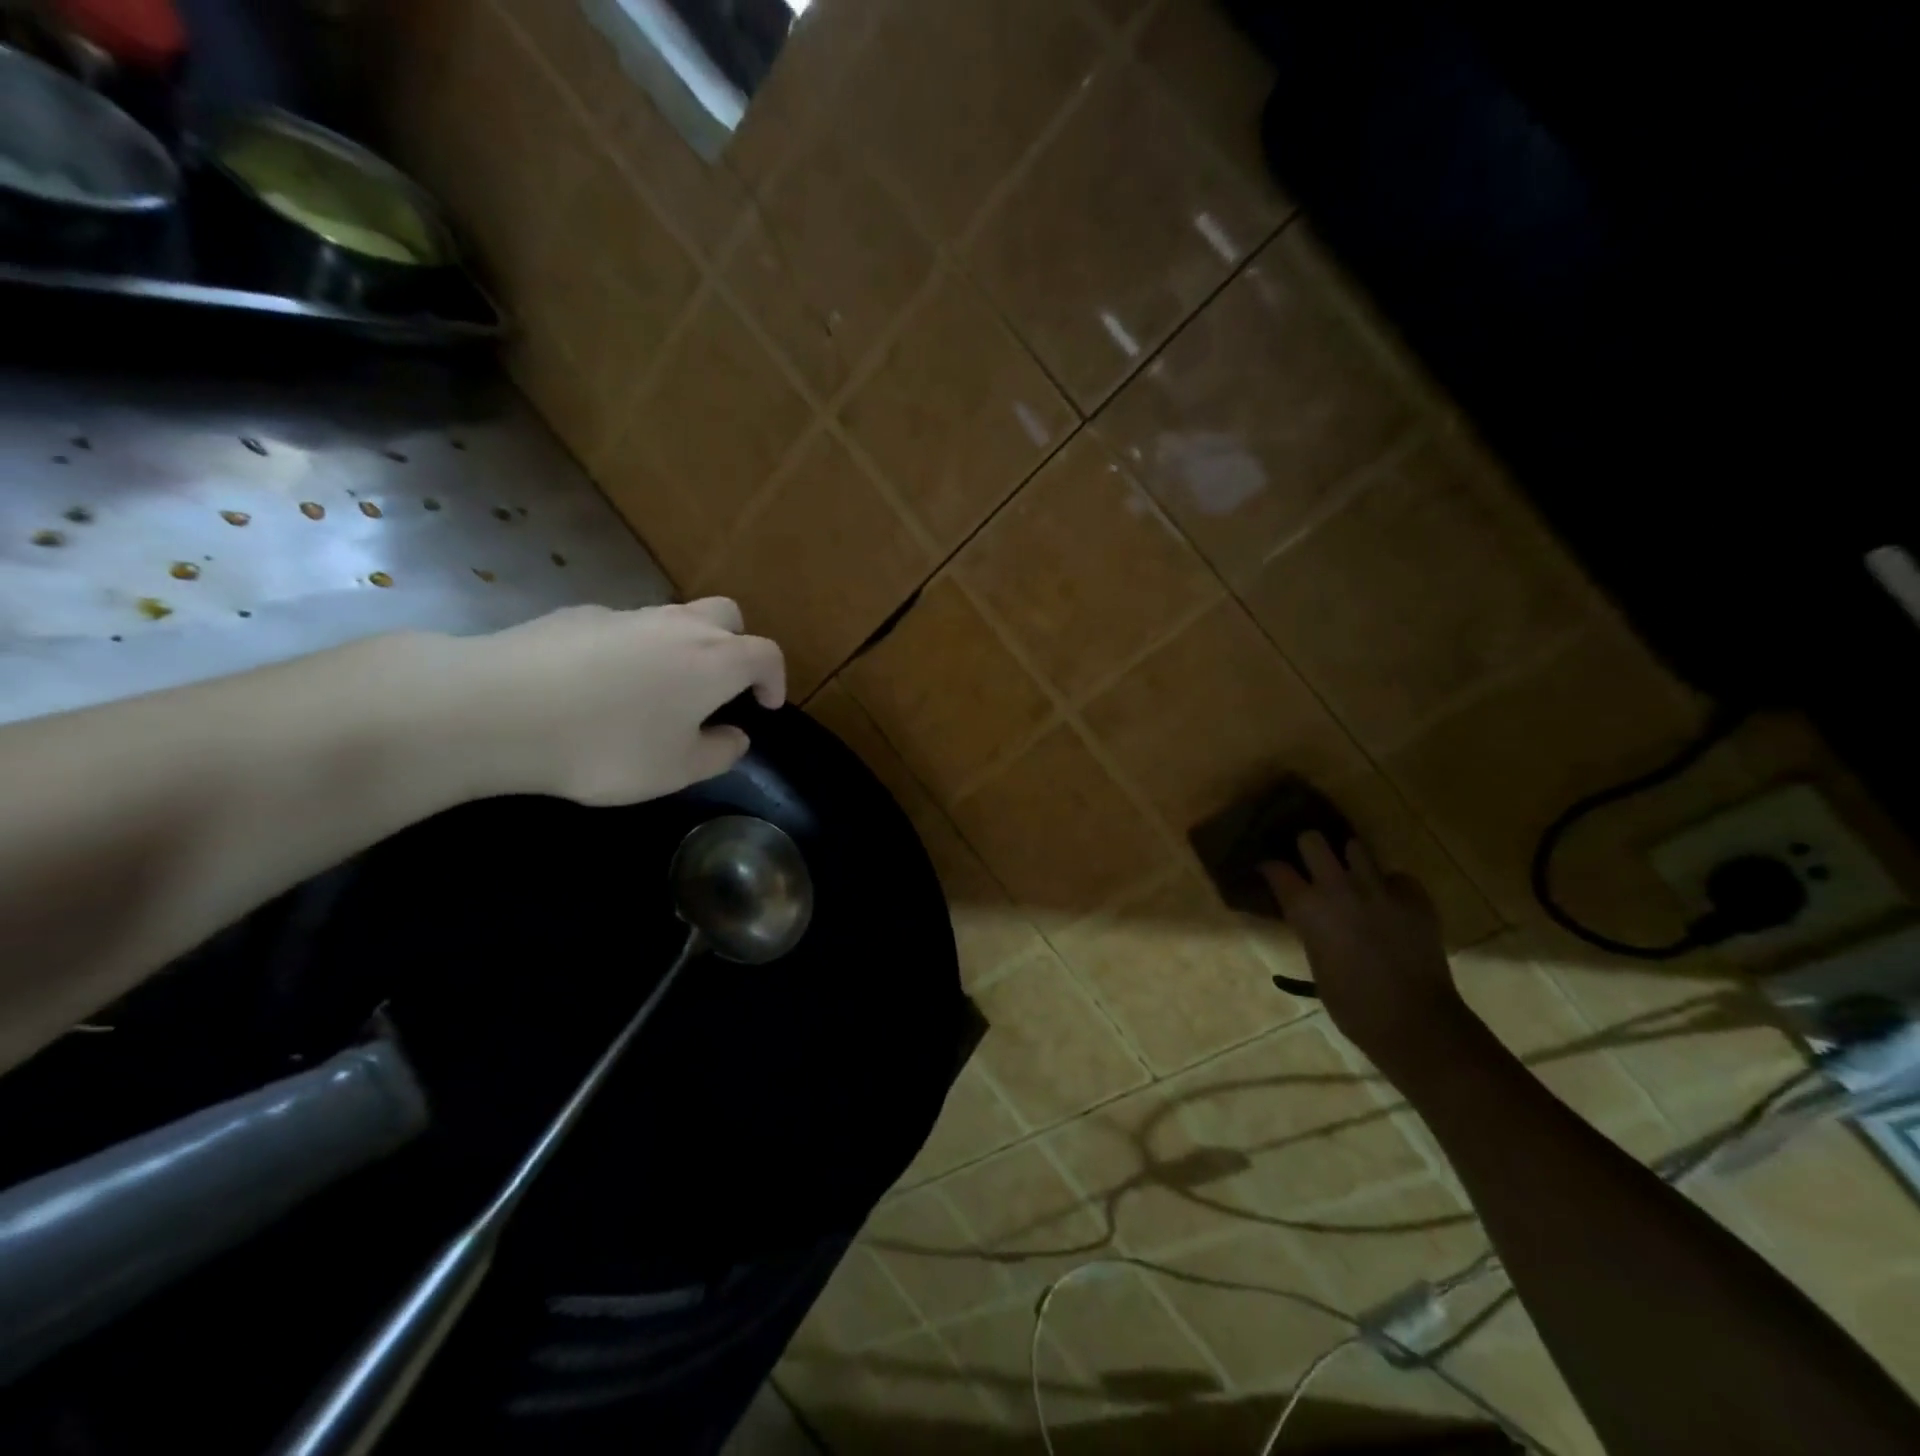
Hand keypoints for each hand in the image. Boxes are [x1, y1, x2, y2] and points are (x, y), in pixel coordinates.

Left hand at [445, 598, 784, 806]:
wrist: (498, 708)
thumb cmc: (607, 746)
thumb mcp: (676, 770)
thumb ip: (718, 753)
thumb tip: (735, 737)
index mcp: (714, 660)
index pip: (766, 653)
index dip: (775, 678)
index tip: (767, 706)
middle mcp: (677, 626)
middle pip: (726, 616)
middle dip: (736, 646)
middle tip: (722, 685)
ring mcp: (625, 614)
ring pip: (673, 619)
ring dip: (683, 648)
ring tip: (658, 692)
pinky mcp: (578, 616)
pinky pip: (624, 628)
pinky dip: (632, 650)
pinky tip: (599, 687)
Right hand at [1260, 834, 1477, 1078]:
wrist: (1415, 1021)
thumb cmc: (1352, 1005)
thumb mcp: (1316, 962)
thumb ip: (1310, 928)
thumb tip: (1309, 915)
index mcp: (1307, 908)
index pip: (1276, 869)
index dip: (1270, 868)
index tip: (1269, 871)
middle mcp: (1338, 888)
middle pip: (1312, 840)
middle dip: (1308, 848)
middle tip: (1310, 863)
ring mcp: (1379, 889)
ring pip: (1356, 847)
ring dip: (1349, 861)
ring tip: (1352, 877)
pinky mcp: (1414, 898)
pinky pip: (1396, 877)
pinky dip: (1390, 886)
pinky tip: (1390, 904)